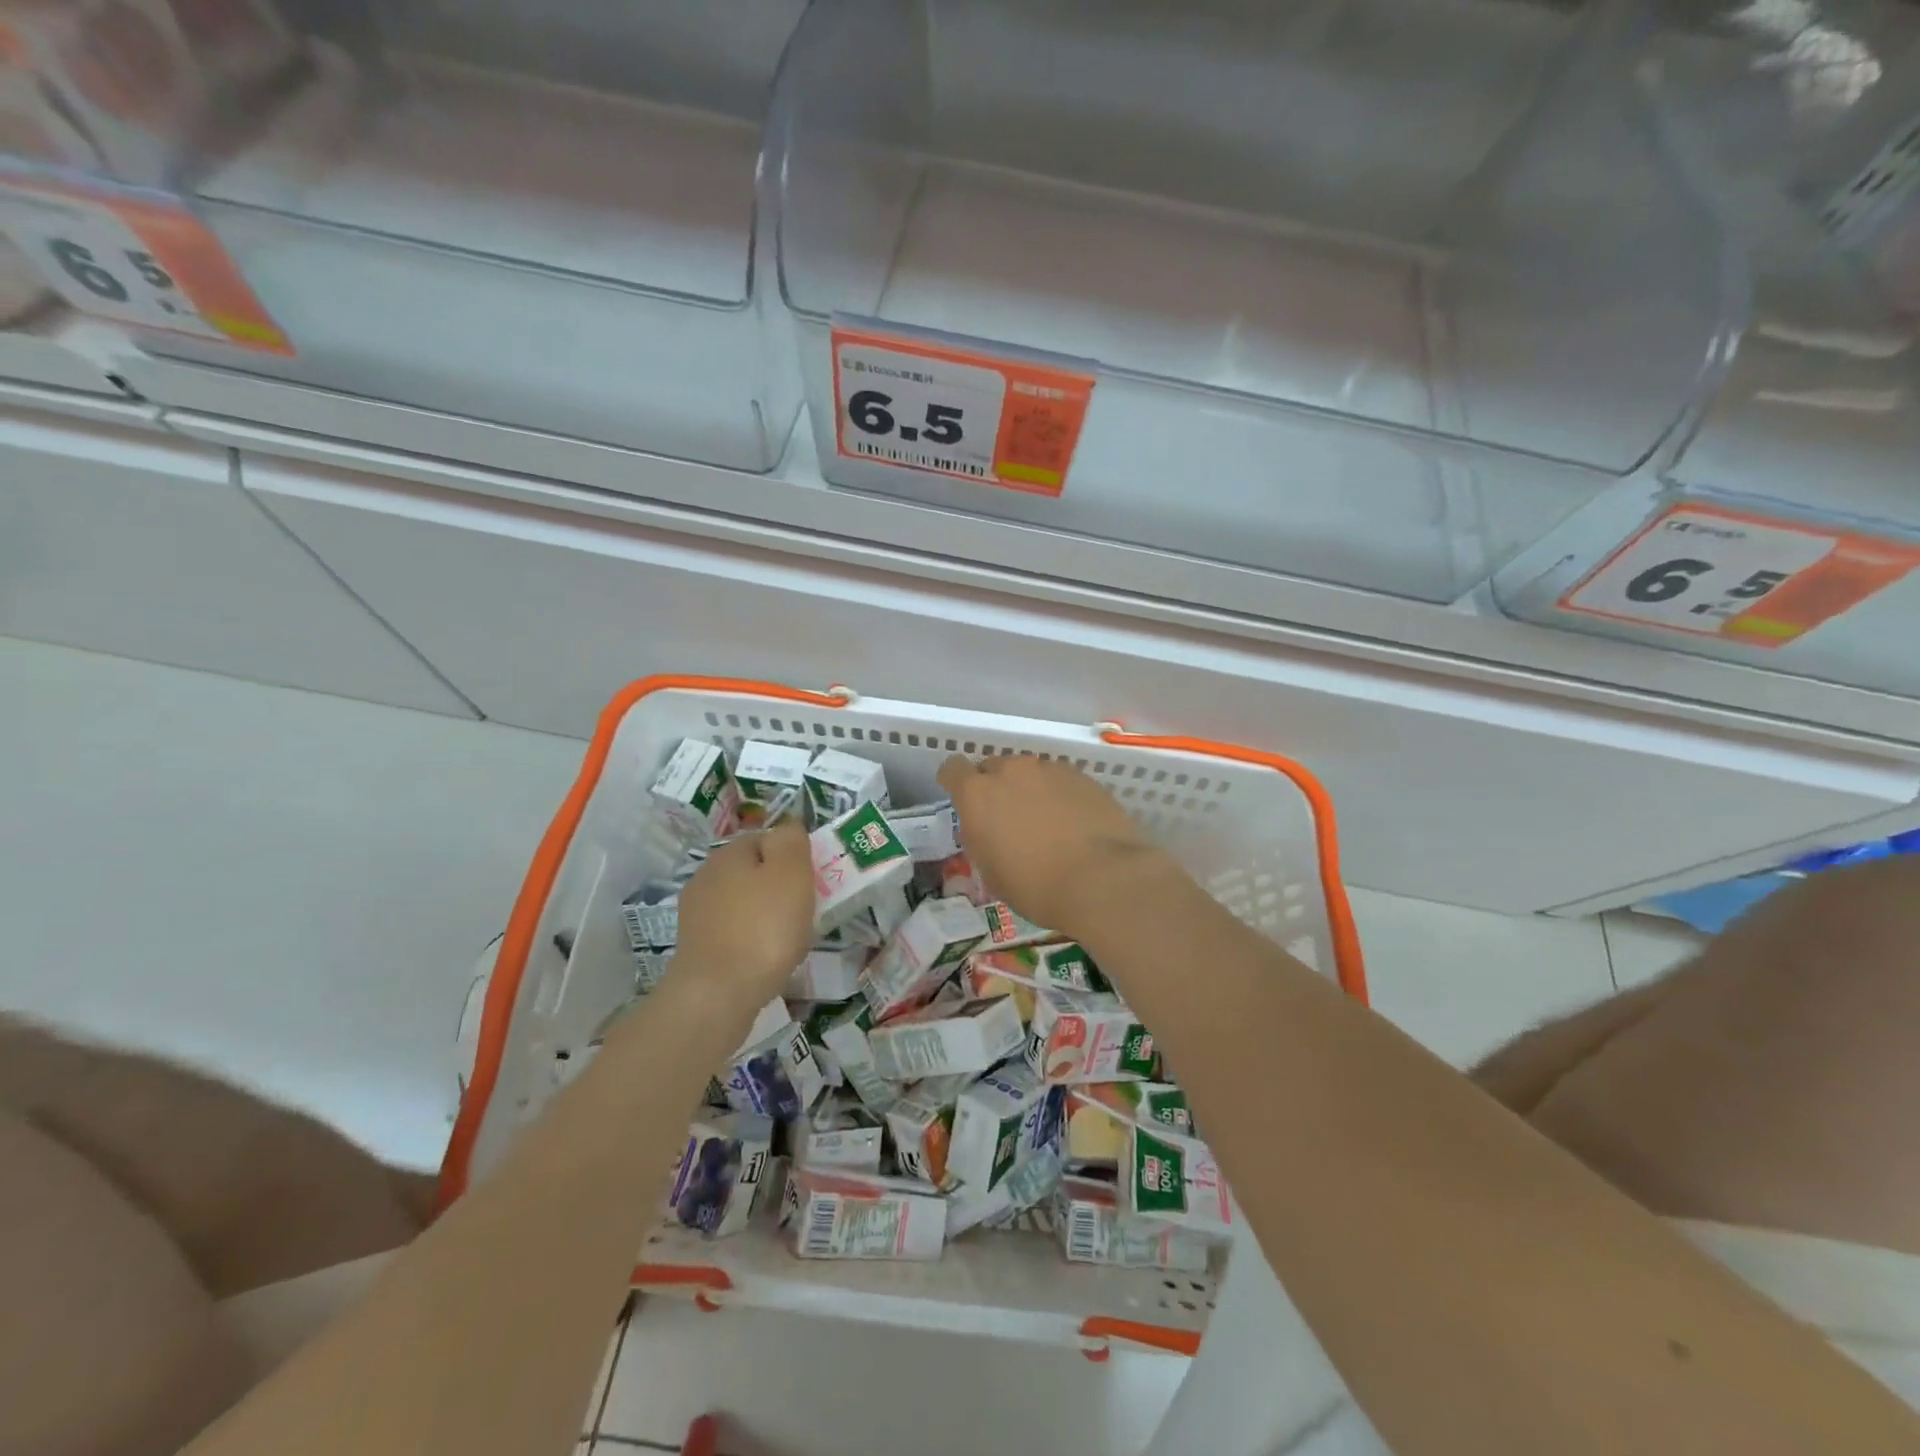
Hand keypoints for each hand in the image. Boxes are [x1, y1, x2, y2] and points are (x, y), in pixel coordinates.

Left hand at [674, 821, 813, 1009]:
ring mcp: (697, 914)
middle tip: (805, 910)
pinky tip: (766, 958)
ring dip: (766, 915)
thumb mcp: (790, 871)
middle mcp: (707, 876)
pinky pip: (734, 932)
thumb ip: (791, 840)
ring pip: (744, 903)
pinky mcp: (697, 947)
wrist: (717, 995)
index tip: (813, 881)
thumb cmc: (763, 927)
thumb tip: (788, 828)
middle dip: (780, 887)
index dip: (794, 856)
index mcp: (729, 853)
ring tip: (789, 939)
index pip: (767, 838)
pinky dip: (752, 939)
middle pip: (754, 871)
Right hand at [937, 754, 1171, 932]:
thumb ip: (982, 839)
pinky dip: (1058, 796)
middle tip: (1007, 819)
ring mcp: (1049, 769)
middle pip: (993, 768)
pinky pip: (1059, 780)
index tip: (961, 798)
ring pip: (1029, 773)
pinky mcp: (1082, 776)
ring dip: (1029, 791)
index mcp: (978, 794)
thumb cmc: (1036, 886)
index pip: (953, 769)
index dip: (954, 781)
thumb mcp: (992, 873)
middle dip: (995, 788)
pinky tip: (1072, 823)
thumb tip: (987, 828)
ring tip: (1045, 823)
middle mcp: (1011, 771)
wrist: (1103, 878)